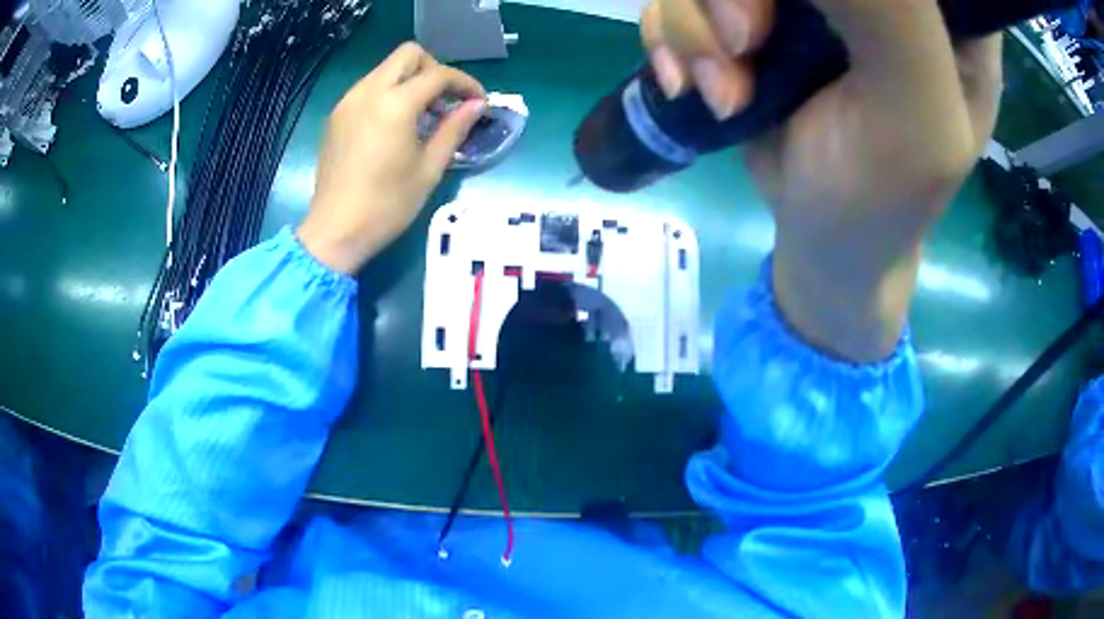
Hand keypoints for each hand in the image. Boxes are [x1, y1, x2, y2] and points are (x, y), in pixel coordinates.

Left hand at [298, 43, 485, 274]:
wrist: (334, 232)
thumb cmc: (387, 206)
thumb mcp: (429, 169)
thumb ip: (454, 129)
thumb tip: (476, 106)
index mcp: (395, 105)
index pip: (438, 74)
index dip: (465, 83)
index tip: (479, 102)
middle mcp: (368, 92)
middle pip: (408, 54)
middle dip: (434, 69)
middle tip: (445, 100)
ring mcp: (348, 102)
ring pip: (386, 69)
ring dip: (410, 80)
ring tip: (423, 115)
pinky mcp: (337, 116)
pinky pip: (369, 87)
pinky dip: (389, 93)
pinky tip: (396, 124)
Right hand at [641, 0, 1001, 361]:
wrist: (821, 241)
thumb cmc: (881, 201)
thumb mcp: (915, 120)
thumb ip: (892, 19)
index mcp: (942, 12)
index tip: (812, 16)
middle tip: (745, 45)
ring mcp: (811, 0)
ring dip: (698, 25)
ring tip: (727, 92)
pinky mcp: (757, 13)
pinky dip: (672, 37)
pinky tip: (692, 84)